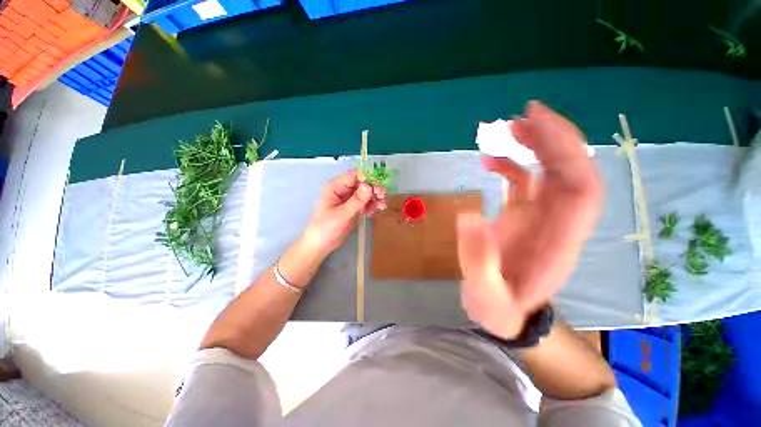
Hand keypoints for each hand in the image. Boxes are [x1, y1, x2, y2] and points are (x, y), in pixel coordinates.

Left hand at [303, 170, 386, 256]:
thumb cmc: (325, 228)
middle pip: (363, 184)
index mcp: (336, 187)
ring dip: (375, 198)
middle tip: (382, 196)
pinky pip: (366, 203)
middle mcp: (343, 190)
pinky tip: (376, 211)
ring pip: (366, 194)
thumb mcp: (342, 214)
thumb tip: (369, 186)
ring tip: (382, 206)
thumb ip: (356, 201)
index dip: (368, 179)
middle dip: (373, 189)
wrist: (320, 245)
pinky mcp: (353, 208)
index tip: (378, 187)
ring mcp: (349, 199)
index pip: (354, 176)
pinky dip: (372, 205)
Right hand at [457, 101, 601, 339]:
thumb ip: (479, 260)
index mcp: (557, 241)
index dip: (567, 154)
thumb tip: (468, 215)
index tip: (539, 127)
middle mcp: (558, 223)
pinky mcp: (524, 215)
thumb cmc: (498, 308)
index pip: (580, 189)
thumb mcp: (487, 295)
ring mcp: (542, 217)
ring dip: (535, 146)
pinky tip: (489, 161)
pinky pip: (526, 182)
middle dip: (554, 139)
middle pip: (572, 172)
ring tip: (507, 129)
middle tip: (522, 117)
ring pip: (552, 172)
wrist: (503, 312)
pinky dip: (510, 166)